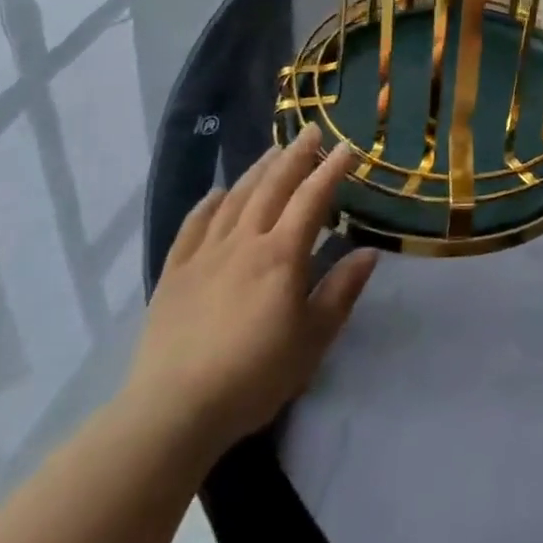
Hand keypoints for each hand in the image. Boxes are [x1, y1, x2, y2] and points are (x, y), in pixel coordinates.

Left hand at [121, 127, 376, 460]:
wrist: (173, 410)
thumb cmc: (254, 375)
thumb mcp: (313, 339)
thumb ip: (341, 291)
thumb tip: (369, 252)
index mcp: (281, 255)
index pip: (312, 199)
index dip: (331, 170)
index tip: (347, 147)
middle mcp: (244, 242)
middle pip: (272, 187)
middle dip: (295, 156)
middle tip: (311, 132)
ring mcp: (205, 255)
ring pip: (235, 199)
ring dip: (257, 171)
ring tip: (273, 151)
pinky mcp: (174, 274)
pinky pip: (192, 227)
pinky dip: (207, 205)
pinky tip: (215, 194)